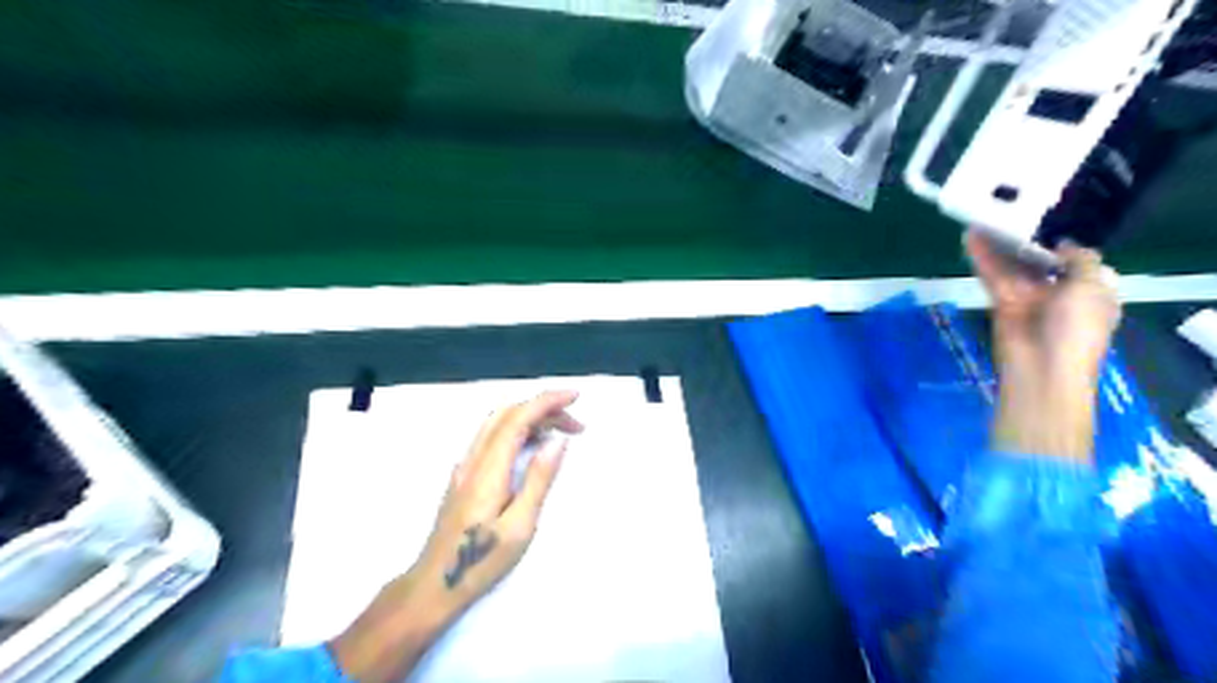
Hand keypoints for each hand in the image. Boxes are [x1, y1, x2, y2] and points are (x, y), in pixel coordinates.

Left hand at [330, 391, 581, 682]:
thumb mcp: (520, 526)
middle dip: (543, 408)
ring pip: (497, 422)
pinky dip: (517, 429)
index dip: (547, 401)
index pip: (518, 418)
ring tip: (560, 433)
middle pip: (507, 413)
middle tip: (576, 424)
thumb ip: (539, 480)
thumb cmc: (481, 561)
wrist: (433, 584)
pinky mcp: (464, 475)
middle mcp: (473, 459)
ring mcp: (465, 466)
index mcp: (489, 469)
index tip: (575, 397)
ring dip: (530, 417)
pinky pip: (492, 436)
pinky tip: (533, 447)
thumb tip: (558, 442)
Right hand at [971, 227, 1119, 378]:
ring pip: (1013, 265)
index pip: (1077, 260)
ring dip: (1000, 244)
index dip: (1063, 239)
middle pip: (1040, 259)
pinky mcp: (1000, 302)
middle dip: (1027, 239)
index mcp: (1090, 290)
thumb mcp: (1091, 288)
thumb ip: (1081, 260)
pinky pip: (993, 276)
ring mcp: (1028, 298)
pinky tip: (971, 238)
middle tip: (1010, 210)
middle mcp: (1059, 292)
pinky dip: (983, 258)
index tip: (1048, 215)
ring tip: (985, 217)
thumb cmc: (1077, 329)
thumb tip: (1065, 243)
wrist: (1040, 370)